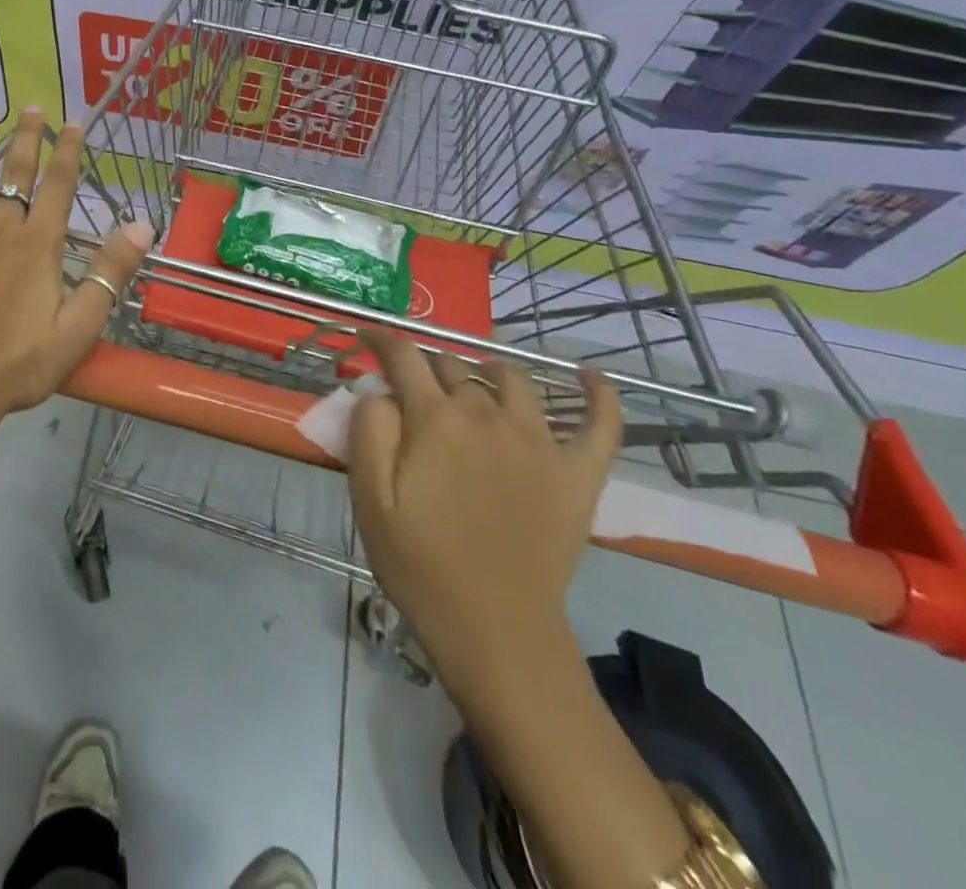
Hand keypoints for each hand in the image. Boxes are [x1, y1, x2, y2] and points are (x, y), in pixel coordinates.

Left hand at [0, 102, 152, 429]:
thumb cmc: (18, 366)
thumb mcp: (78, 328)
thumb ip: (110, 273)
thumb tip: (143, 224)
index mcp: (37, 246)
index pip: (58, 186)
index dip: (68, 151)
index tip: (73, 122)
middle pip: (15, 172)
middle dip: (26, 137)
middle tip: (30, 105)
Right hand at [348, 333, 621, 692]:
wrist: (495, 629)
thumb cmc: (420, 564)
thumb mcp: (369, 498)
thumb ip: (367, 430)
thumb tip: (379, 390)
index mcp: (434, 419)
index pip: (404, 356)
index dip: (380, 338)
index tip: (365, 334)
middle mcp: (487, 414)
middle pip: (453, 367)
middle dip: (426, 368)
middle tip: (411, 391)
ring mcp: (539, 440)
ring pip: (512, 379)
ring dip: (486, 371)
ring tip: (474, 381)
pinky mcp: (579, 471)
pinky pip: (600, 421)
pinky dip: (598, 393)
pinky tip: (589, 377)